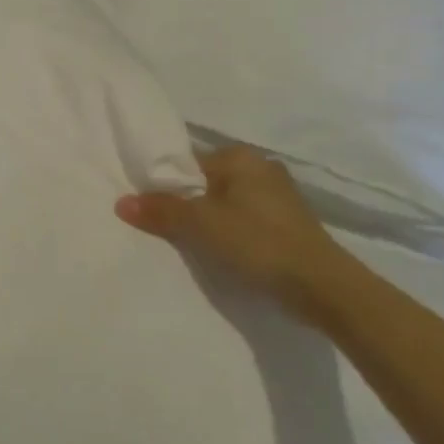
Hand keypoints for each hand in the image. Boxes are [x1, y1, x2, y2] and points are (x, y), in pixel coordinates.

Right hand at [115, 145, 348, 310]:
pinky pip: (243, 221)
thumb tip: (121, 201)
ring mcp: (278, 197)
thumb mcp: (200, 225)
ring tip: (187, 245)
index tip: (146, 208)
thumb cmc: (257, 243)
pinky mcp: (288, 224)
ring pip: (224, 204)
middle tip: (161, 229)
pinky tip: (220, 253)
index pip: (187, 163)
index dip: (164, 185)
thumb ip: (160, 210)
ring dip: (207, 222)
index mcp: (240, 157)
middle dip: (185, 204)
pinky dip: (229, 234)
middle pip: (205, 184)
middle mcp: (260, 168)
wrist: (323, 287)